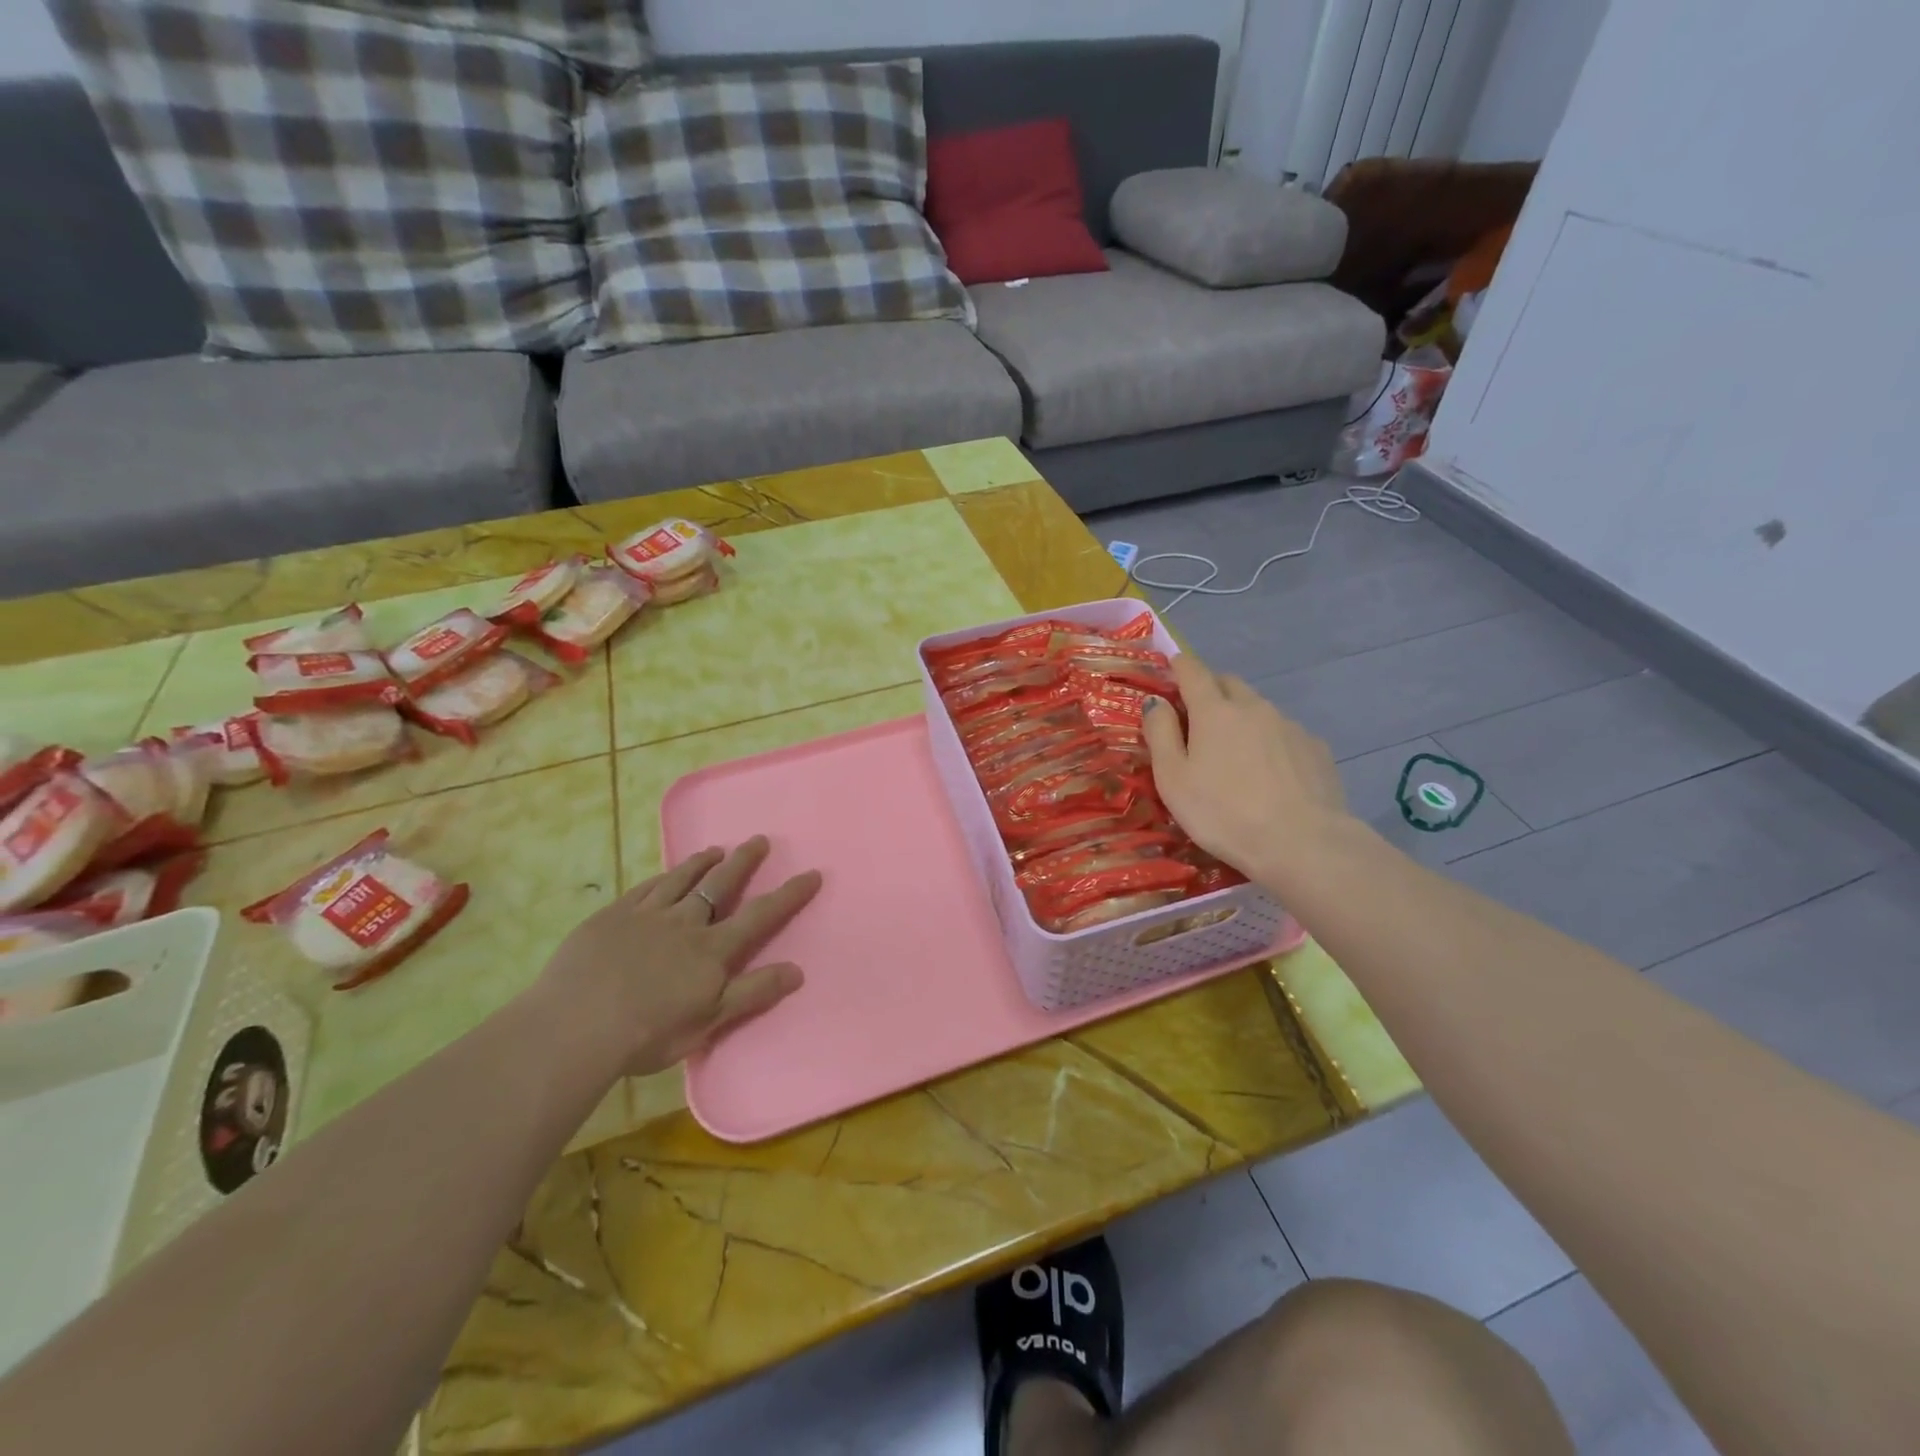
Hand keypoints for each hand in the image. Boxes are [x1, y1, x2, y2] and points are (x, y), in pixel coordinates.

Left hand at [536, 837, 820, 1077]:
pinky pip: (645, 888)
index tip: (811, 873)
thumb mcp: (709, 1022)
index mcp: (711, 950)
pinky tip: (665, 874)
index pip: (760, 915)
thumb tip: (798, 970)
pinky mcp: (612, 917)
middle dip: (743, 862)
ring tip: (715, 849)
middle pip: (720, 885)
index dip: (788, 895)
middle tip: (759, 840)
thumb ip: (752, 993)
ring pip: (681, 879)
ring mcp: (646, 915)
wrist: (575, 1026)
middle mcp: (685, 923)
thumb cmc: (647, 1033)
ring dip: (702, 863)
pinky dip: (662, 876)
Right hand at [1141, 653, 1349, 887]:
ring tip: (1236, 751)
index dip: (1180, 666)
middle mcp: (1254, 707)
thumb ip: (1160, 734)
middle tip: (1198, 713)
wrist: (1302, 843)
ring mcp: (1290, 726)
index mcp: (1214, 711)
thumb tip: (1156, 701)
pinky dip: (1270, 741)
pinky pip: (1285, 733)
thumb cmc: (1222, 813)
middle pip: (1229, 683)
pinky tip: (1270, 772)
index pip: (1193, 672)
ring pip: (1259, 708)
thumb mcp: (1173, 778)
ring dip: (1242, 717)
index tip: (1173, 666)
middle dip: (1211, 688)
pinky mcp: (1315, 748)